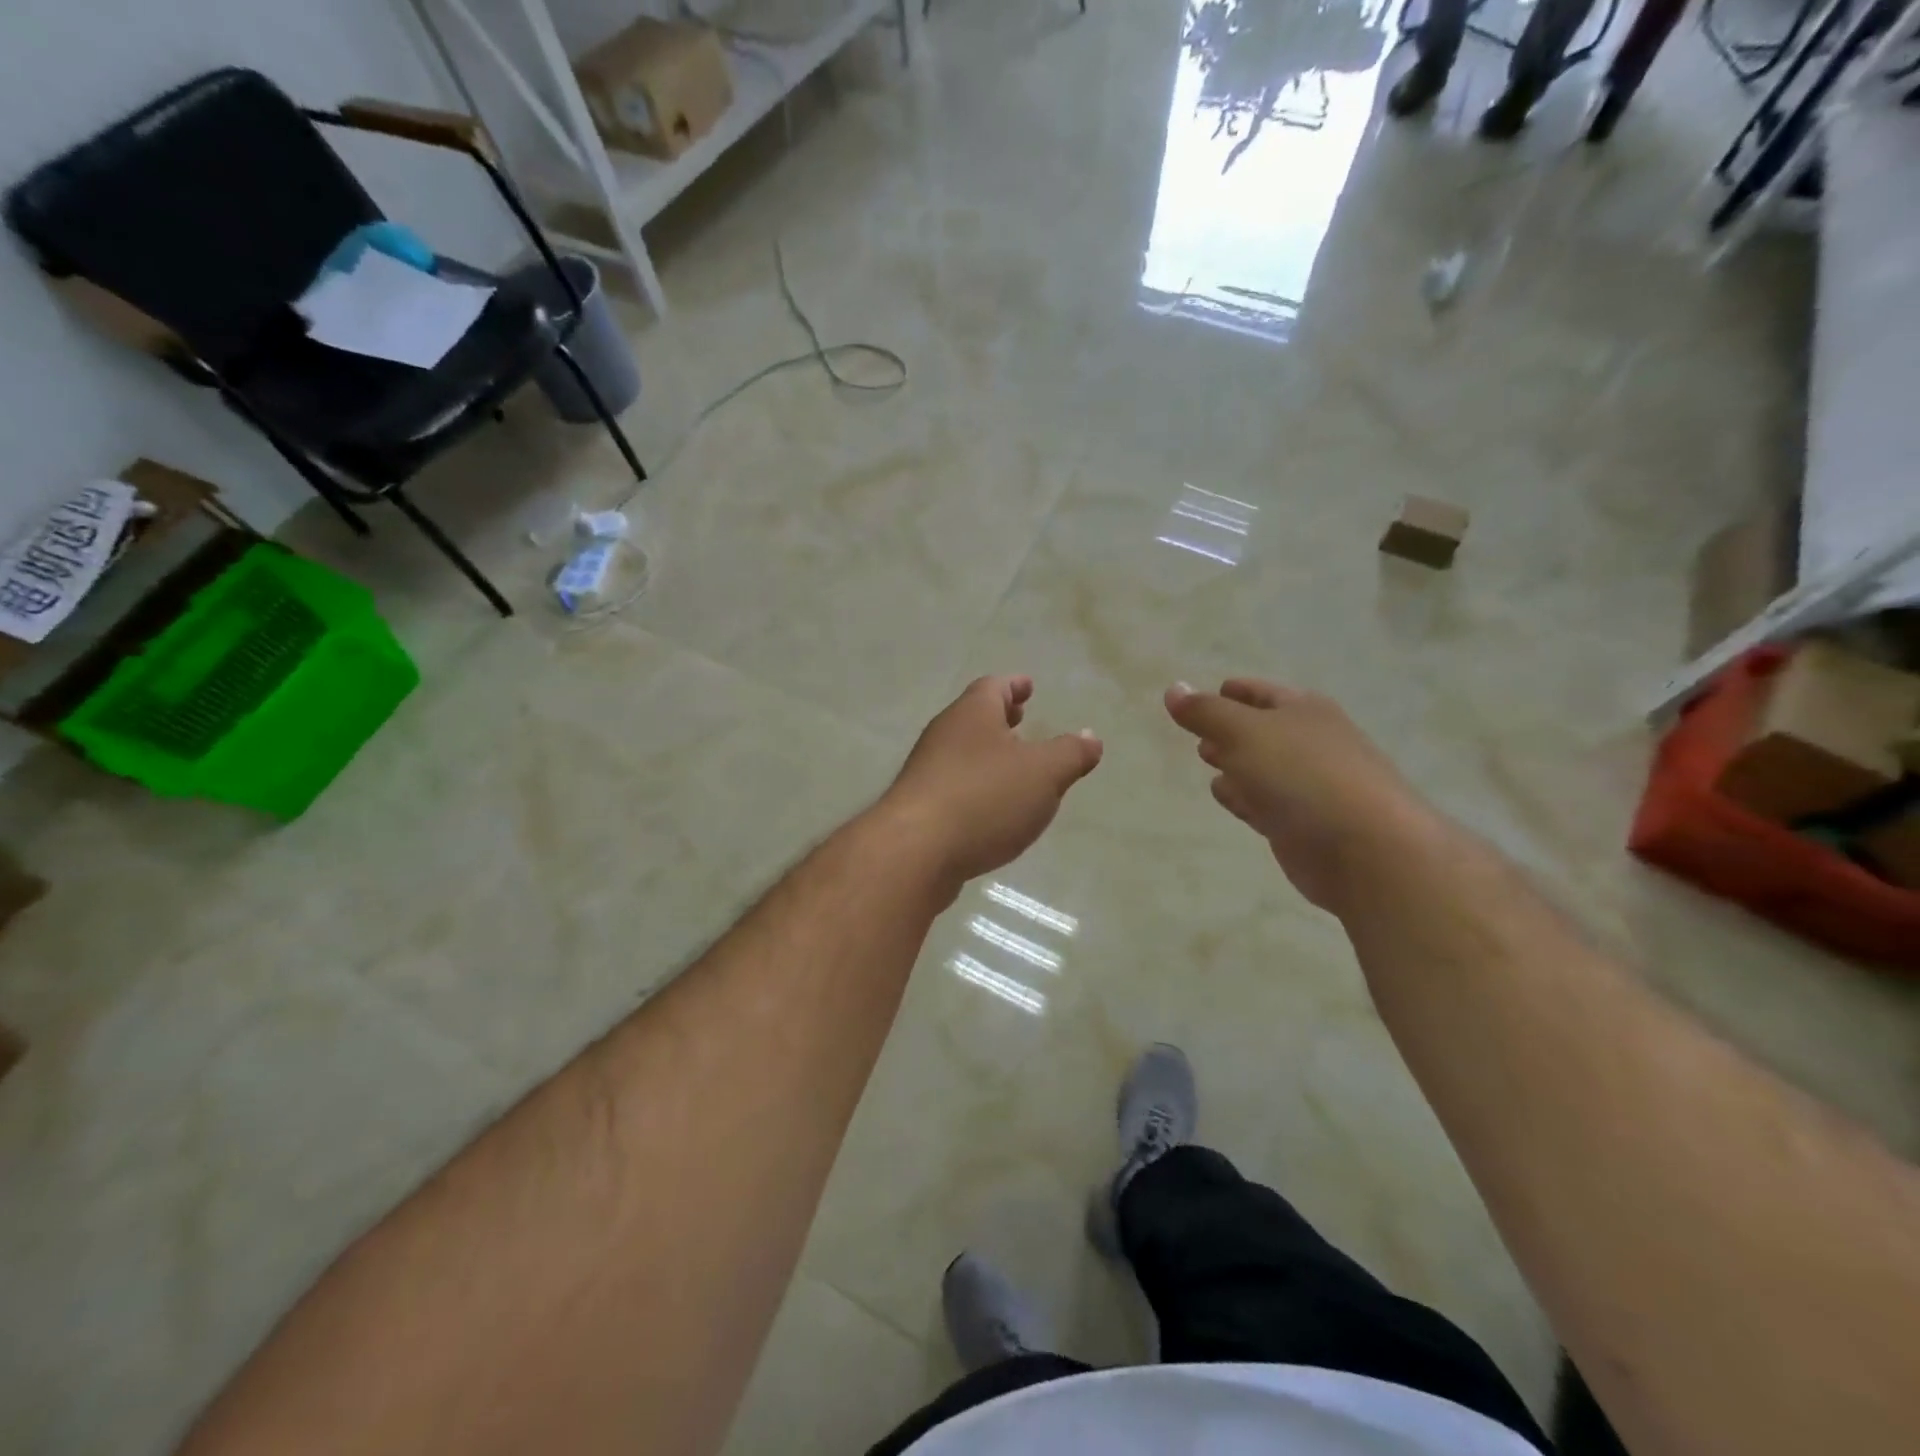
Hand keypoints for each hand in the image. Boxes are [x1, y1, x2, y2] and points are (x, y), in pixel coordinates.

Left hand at [879, 676, 1102, 890]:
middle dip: (999, 717)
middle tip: (1021, 718)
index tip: (1028, 686)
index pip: (993, 687)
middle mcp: (943, 735)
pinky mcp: (919, 807)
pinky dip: (975, 785)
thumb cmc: (984, 798)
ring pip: (962, 751)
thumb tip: (1091, 737)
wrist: (915, 851)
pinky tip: (990, 808)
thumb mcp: (1044, 773)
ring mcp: (926, 771)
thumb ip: (1070, 754)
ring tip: (1012, 766)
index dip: (1014, 685)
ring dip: (987, 753)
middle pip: (973, 717)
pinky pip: (953, 785)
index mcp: (972, 714)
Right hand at [1165, 678, 1437, 911]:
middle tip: (1199, 735)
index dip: (1232, 692)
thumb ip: (1204, 712)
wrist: (1367, 849)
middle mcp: (1310, 742)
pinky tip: (1228, 798)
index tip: (1206, 695)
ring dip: (1236, 765)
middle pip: (1261, 730)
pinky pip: (1265, 802)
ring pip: (1262, 768)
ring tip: (1208, 761)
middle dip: (1229, 730)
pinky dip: (1246, 797)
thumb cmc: (1302, 776)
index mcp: (1302, 710)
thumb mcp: (1243, 733)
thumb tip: (1173, 688)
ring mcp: (1310, 786)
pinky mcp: (1304, 825)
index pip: (1259, 692)